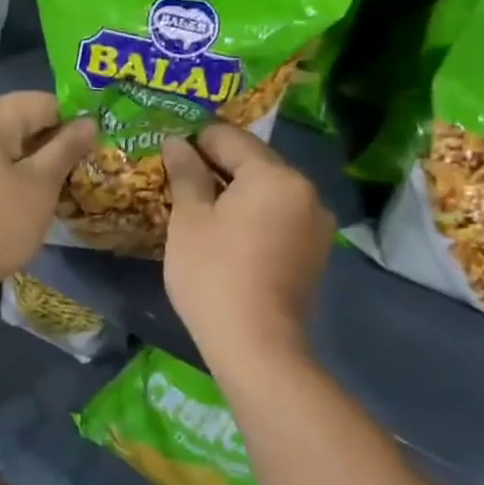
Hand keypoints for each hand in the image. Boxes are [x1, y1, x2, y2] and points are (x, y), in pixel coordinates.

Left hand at [0, 93, 95, 302]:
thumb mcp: (40, 185)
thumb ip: (66, 148)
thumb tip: (89, 121)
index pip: (43, 102)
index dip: (74, 123)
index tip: (96, 151)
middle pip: (23, 120)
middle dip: (55, 142)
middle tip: (84, 171)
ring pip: (8, 144)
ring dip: (36, 161)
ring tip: (64, 187)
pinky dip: (14, 173)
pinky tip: (33, 198)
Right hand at [161, 123, 333, 365]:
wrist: (257, 347)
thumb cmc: (214, 274)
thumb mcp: (189, 218)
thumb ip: (185, 172)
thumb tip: (177, 142)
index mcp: (274, 175)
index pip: (228, 137)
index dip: (194, 141)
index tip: (168, 158)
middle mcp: (304, 190)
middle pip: (252, 160)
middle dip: (215, 165)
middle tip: (179, 182)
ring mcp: (315, 222)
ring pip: (266, 188)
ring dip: (234, 191)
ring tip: (200, 210)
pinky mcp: (314, 250)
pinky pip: (277, 214)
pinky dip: (252, 214)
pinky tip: (226, 234)